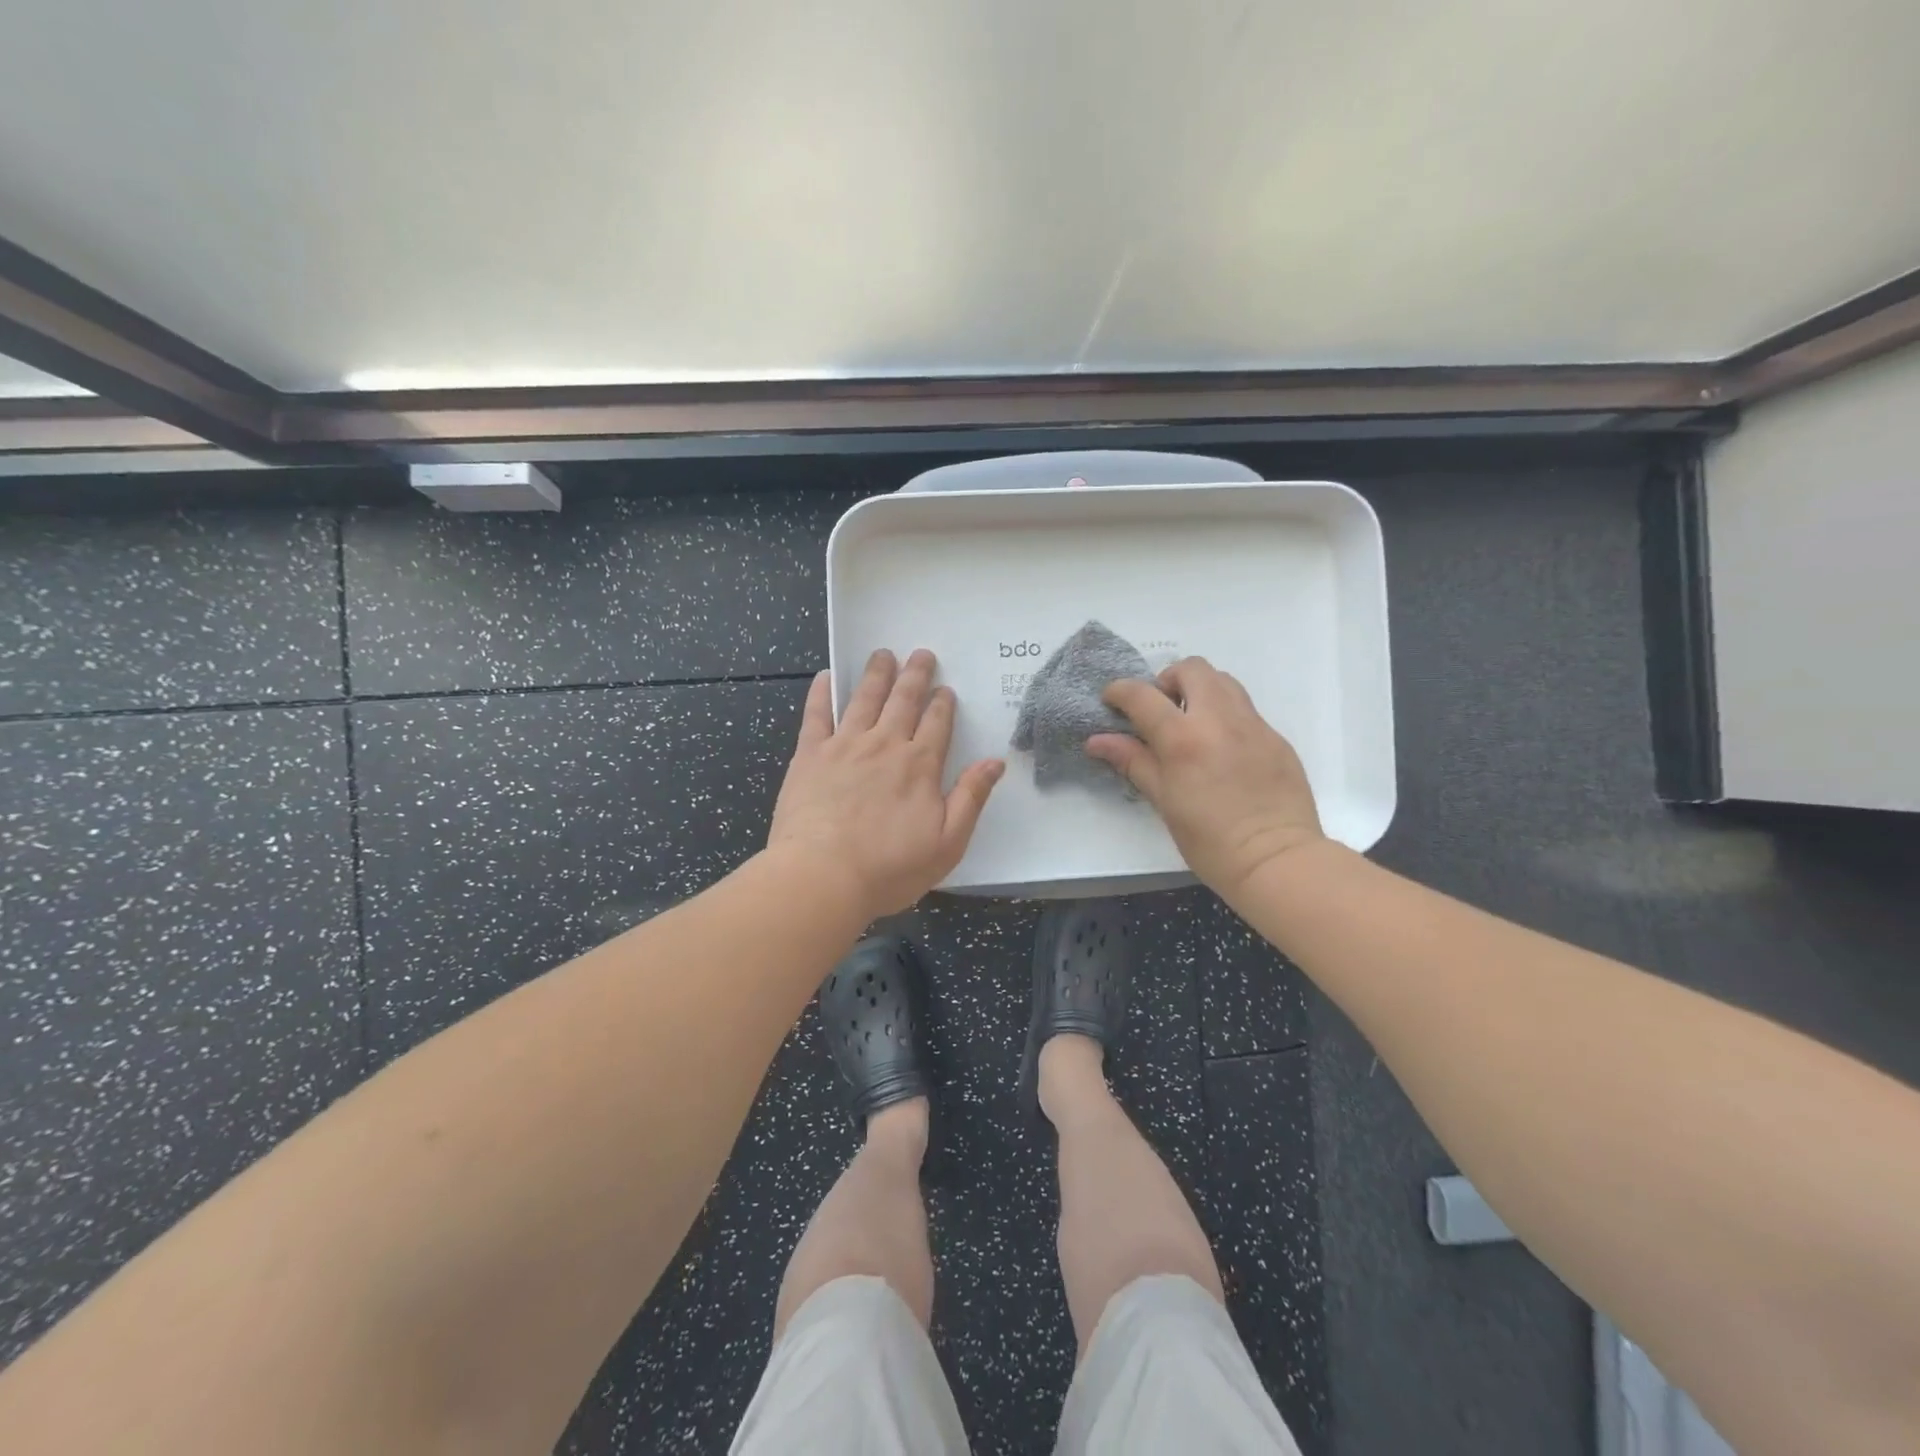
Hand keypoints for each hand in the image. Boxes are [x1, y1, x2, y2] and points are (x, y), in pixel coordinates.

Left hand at [768, 649, 1004, 919]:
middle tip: (921, 654)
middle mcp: (885, 745)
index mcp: (919, 765)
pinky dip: (821, 692)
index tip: (945, 689)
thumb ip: (971, 798)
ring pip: (864, 699)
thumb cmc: (889, 867)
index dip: (943, 703)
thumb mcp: (947, 842)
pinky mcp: (809, 755)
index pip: (937, 723)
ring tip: (883, 655)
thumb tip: (996, 761)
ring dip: (877, 674)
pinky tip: (826, 676)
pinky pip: (816, 714)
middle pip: (904, 700)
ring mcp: (844, 746)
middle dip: (915, 675)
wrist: (822, 876)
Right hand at [1086, 657, 1323, 896]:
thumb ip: (1133, 761)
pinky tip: (1221, 749)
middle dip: (1168, 680)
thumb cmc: (1209, 839)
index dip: (1120, 691)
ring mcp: (1253, 724)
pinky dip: (1224, 714)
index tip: (1111, 700)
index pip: (1143, 695)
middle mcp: (1219, 719)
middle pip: (1191, 669)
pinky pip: (1245, 709)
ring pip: (1223, 681)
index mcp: (1184, 738)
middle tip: (1160, 711)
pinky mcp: (1276, 737)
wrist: (1276, 860)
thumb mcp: (1163, 800)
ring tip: (1190, 723)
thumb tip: (1097, 741)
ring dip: (1200, 690)